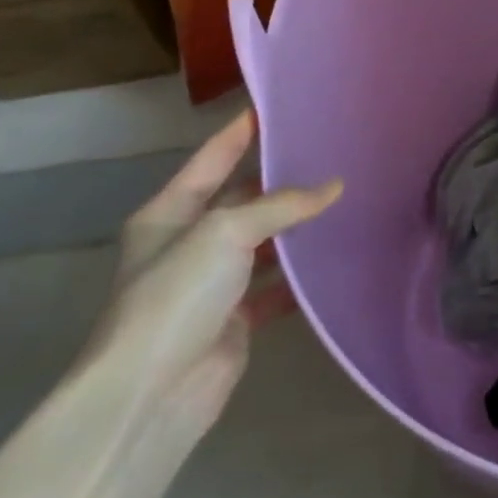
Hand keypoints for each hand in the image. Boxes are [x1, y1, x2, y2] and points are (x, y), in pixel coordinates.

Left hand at [87, 111, 341, 433]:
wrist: (152, 392)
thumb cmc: (176, 296)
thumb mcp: (225, 233)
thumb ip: (281, 205)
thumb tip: (335, 186)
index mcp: (170, 213)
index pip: (212, 158)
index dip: (242, 131)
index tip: (277, 105)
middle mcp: (189, 242)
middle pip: (242, 199)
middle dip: (282, 181)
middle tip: (332, 155)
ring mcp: (212, 282)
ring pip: (264, 243)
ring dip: (296, 229)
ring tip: (346, 201)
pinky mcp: (235, 317)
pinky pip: (276, 286)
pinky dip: (301, 276)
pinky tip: (336, 259)